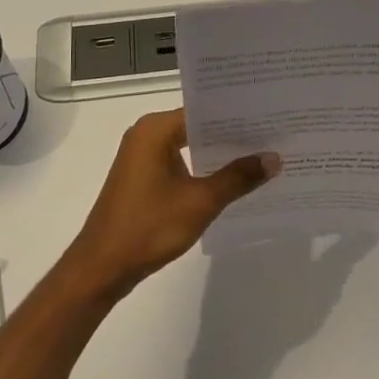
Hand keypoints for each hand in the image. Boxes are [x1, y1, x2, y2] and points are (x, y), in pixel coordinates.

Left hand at [65, 109, 279, 300]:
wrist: (102, 267)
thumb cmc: (149, 227)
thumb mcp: (201, 201)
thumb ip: (238, 177)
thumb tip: (274, 158)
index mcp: (155, 129)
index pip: (205, 111)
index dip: (238, 115)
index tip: (272, 117)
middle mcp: (146, 135)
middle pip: (198, 126)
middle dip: (233, 135)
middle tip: (275, 135)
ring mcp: (142, 157)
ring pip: (190, 146)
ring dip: (219, 154)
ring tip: (262, 155)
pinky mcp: (143, 178)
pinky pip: (181, 163)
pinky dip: (203, 169)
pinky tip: (232, 180)